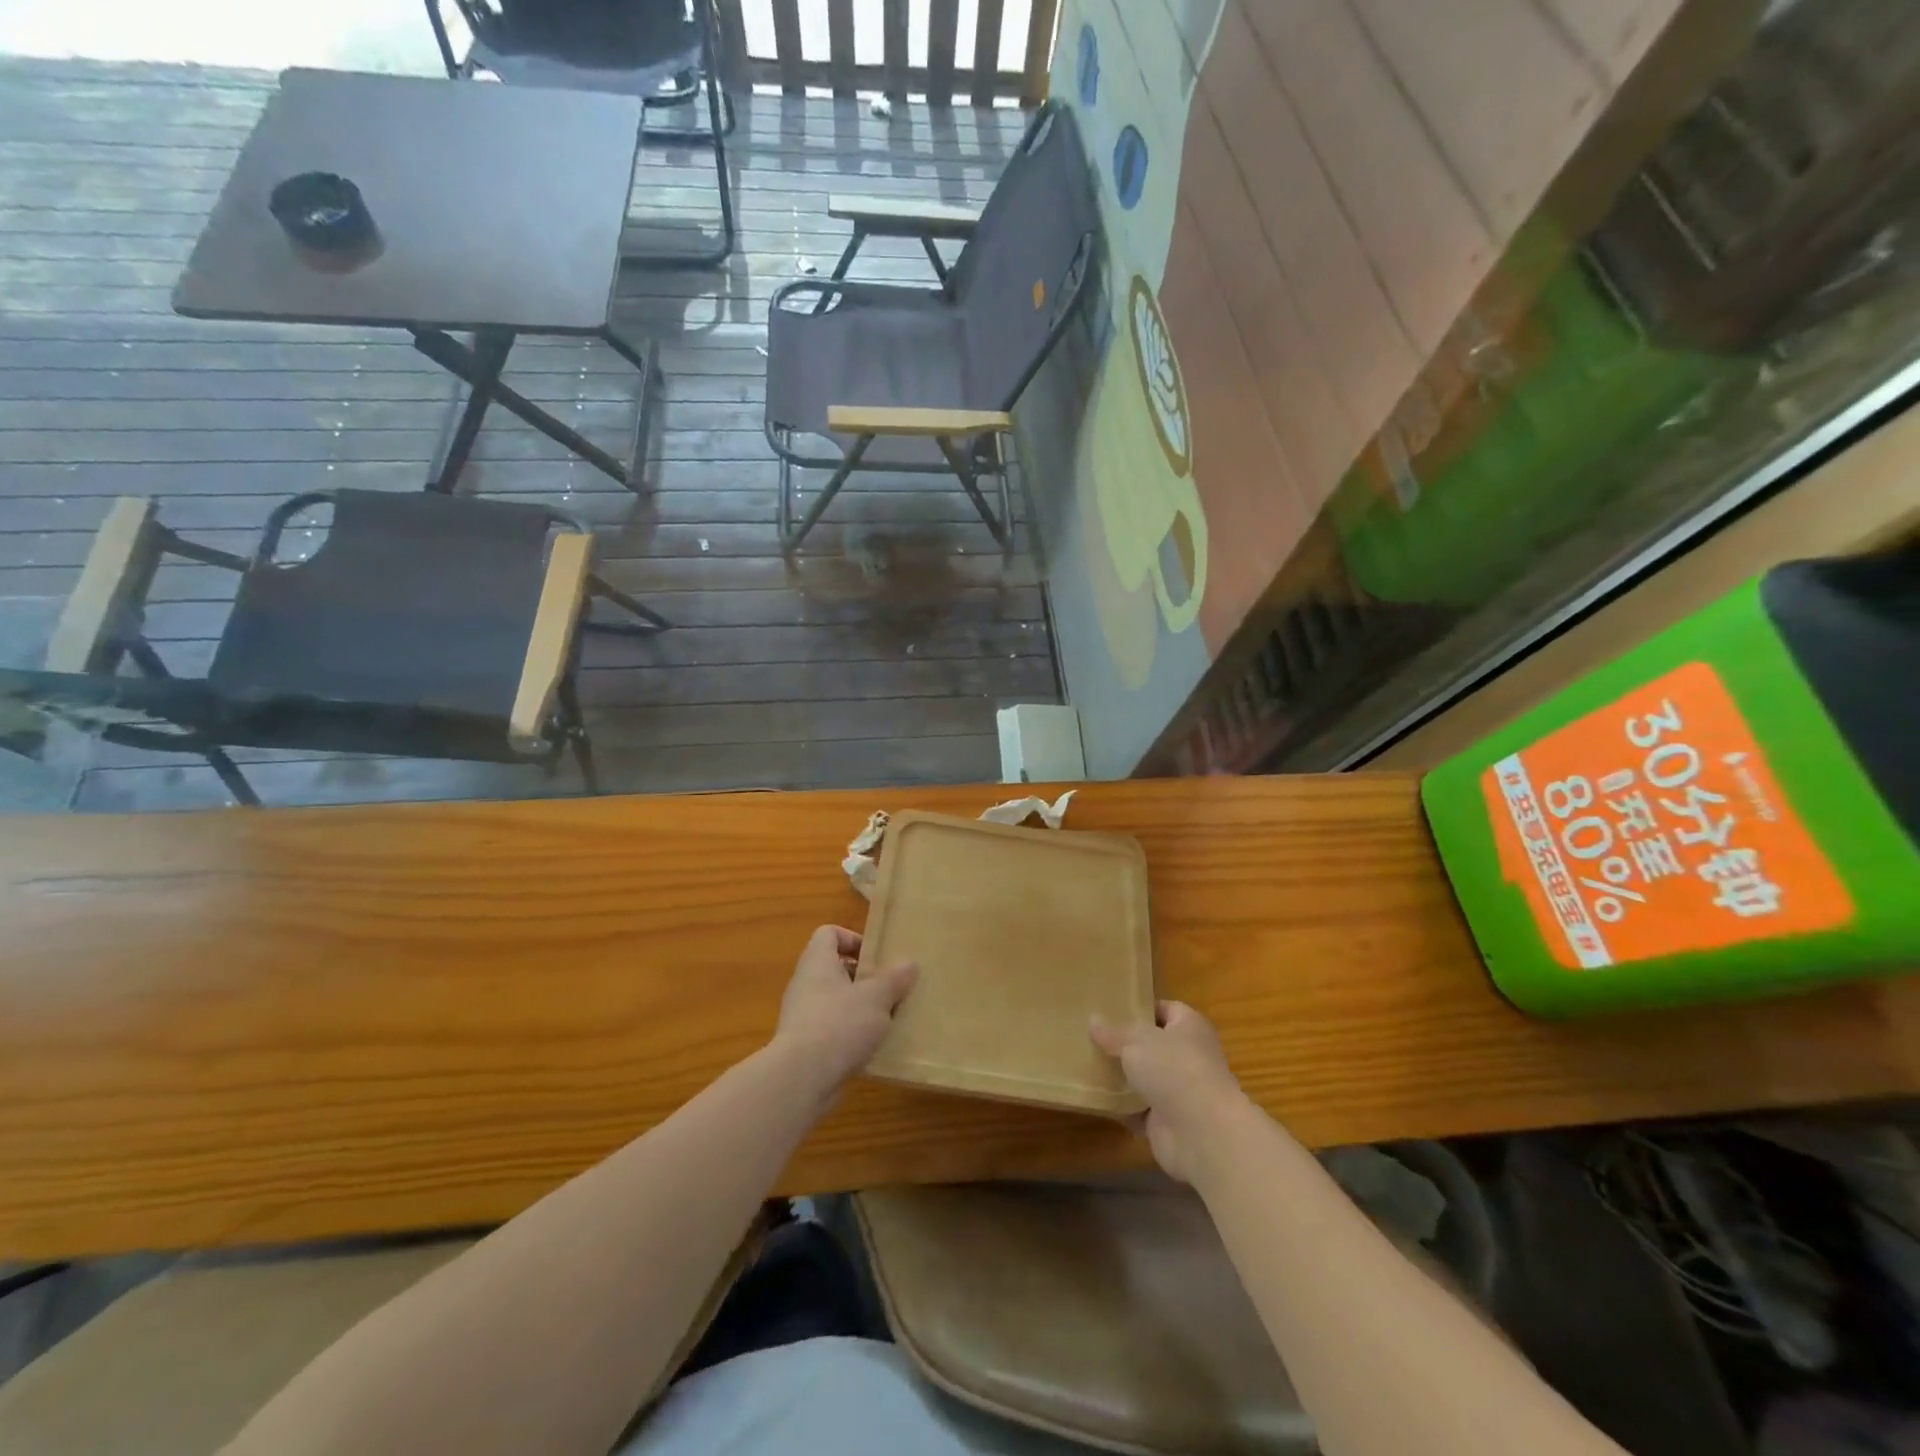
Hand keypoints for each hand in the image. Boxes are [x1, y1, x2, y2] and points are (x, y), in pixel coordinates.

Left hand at [773, 926, 918, 1097]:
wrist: (801, 1079)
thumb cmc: (840, 1024)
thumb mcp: (877, 997)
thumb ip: (894, 979)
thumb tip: (911, 964)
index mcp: (818, 962)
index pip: (829, 933)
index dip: (853, 939)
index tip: (876, 957)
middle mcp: (805, 984)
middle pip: (835, 968)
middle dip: (864, 978)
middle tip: (888, 989)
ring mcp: (802, 1016)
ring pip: (835, 1001)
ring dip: (860, 1008)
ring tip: (887, 1019)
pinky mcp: (805, 1045)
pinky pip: (832, 1029)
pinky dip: (850, 1034)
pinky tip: (871, 1047)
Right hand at [1090, 1001, 1246, 1182]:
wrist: (1202, 1133)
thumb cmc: (1174, 1069)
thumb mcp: (1136, 1040)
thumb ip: (1113, 1032)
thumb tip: (1093, 1020)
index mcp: (1190, 1027)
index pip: (1165, 1009)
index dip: (1140, 1008)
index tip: (1110, 1009)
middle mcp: (1189, 1056)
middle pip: (1153, 1045)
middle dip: (1125, 1044)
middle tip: (1092, 1037)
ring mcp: (1180, 1091)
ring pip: (1145, 1078)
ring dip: (1121, 1077)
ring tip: (1087, 1064)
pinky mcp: (1169, 1122)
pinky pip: (1138, 1109)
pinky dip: (1121, 1107)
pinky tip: (1095, 1099)